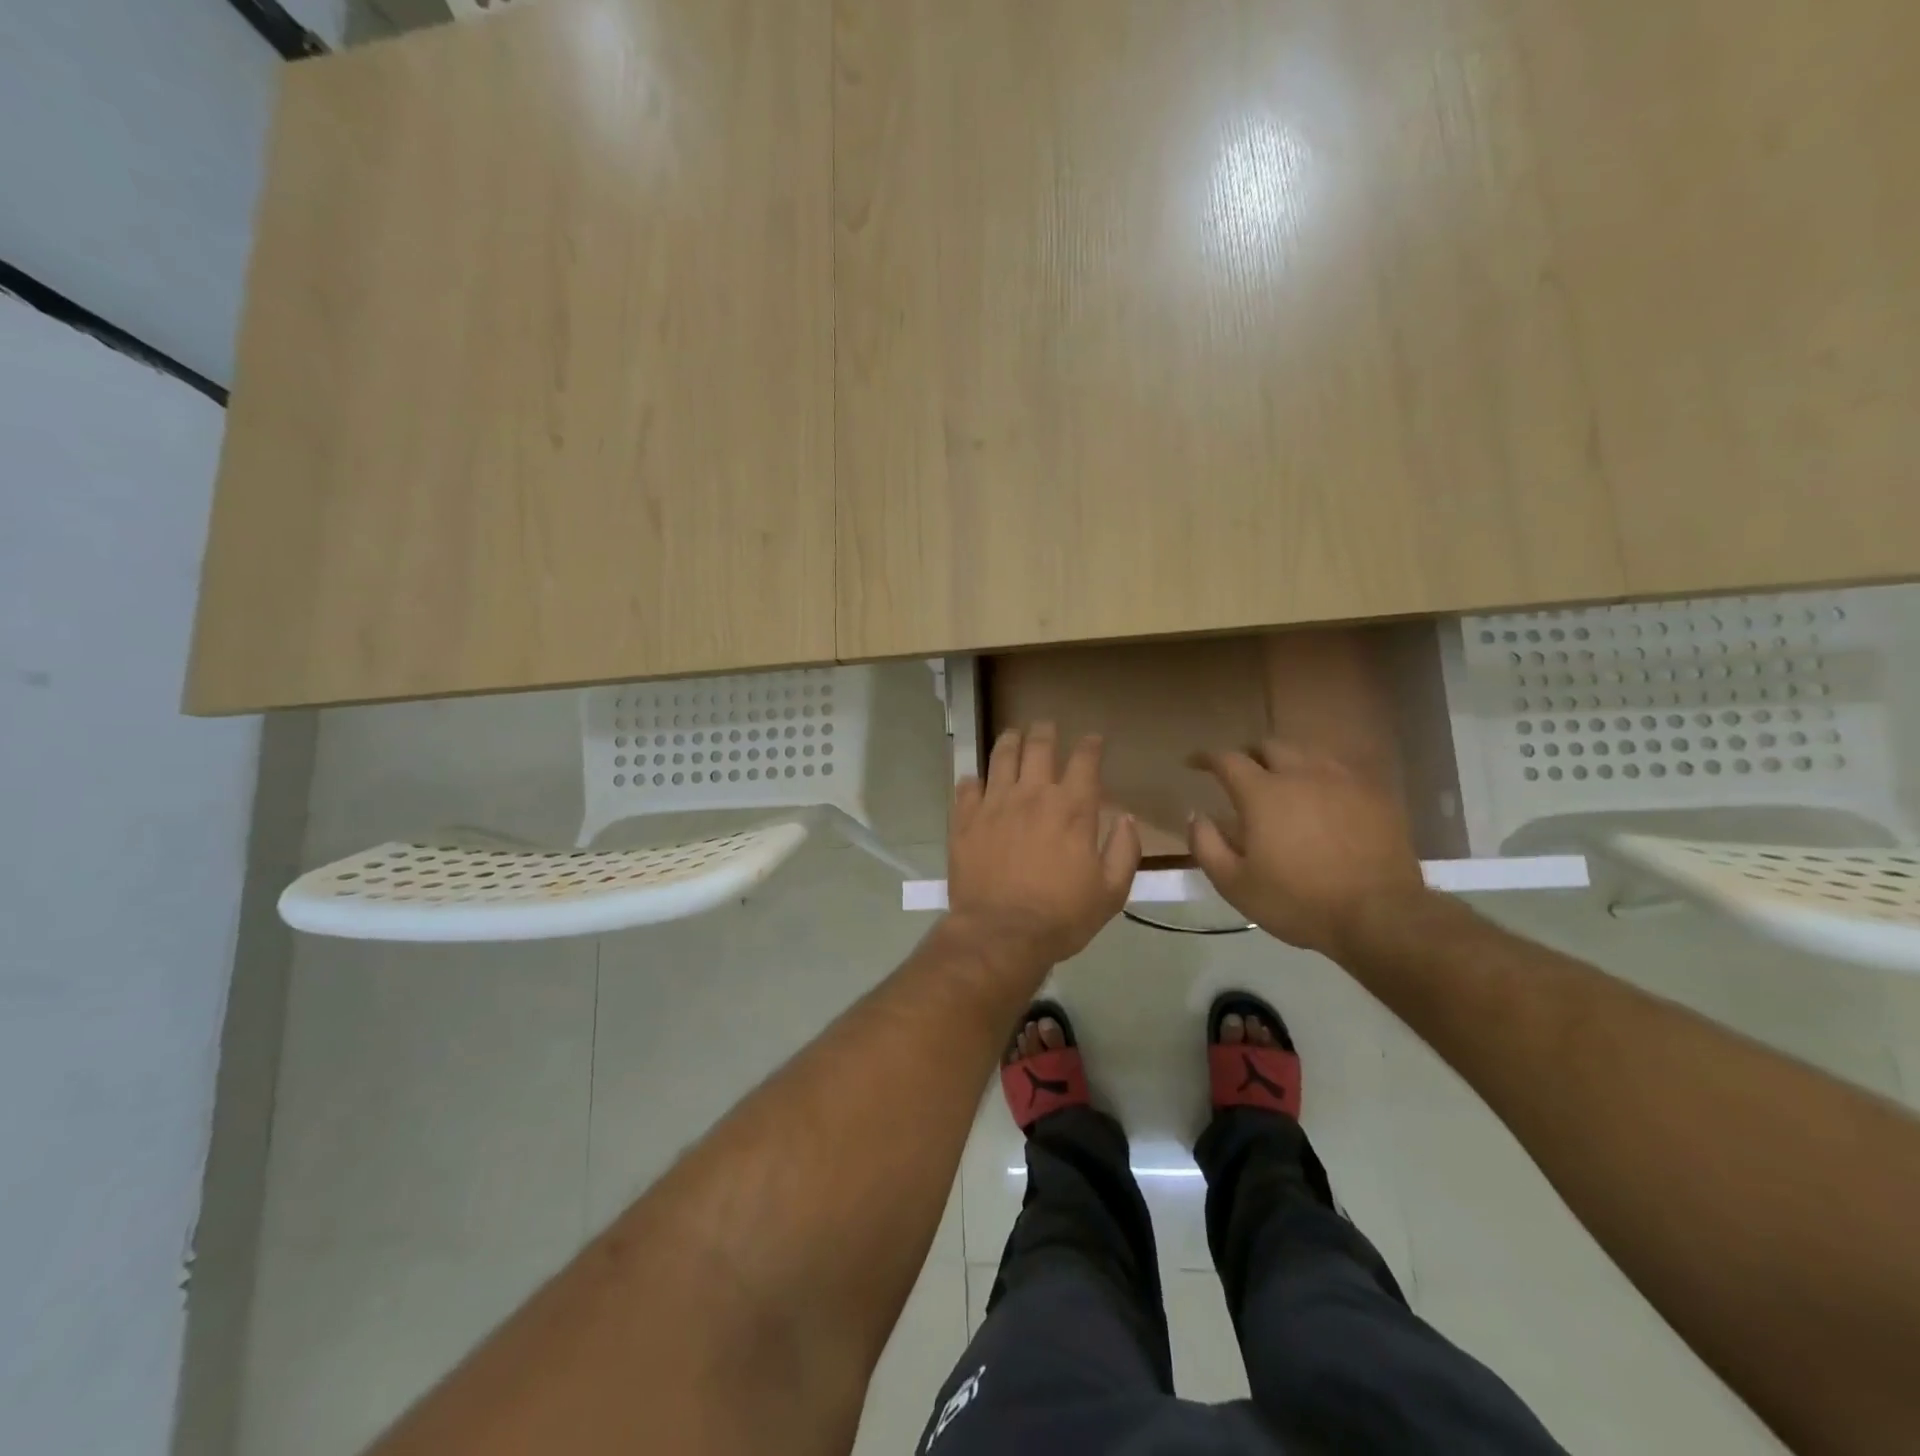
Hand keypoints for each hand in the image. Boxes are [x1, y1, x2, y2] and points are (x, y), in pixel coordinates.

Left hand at [945, 723, 1141, 970]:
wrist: (1001, 934)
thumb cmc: (1062, 916)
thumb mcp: (1111, 892)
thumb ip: (1124, 850)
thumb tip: (1126, 818)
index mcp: (1072, 808)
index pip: (1085, 760)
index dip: (1090, 745)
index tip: (1093, 739)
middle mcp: (1033, 794)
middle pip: (1039, 746)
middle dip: (1046, 731)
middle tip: (1046, 726)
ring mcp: (994, 803)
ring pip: (1001, 756)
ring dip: (1010, 741)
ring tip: (1013, 734)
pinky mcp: (965, 818)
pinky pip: (967, 786)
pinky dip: (973, 780)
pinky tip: (975, 780)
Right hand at [1189, 741, 1428, 956]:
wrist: (1379, 915)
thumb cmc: (1298, 901)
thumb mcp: (1234, 884)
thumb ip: (1206, 844)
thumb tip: (1196, 814)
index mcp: (1262, 793)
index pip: (1226, 759)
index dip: (1206, 758)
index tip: (1194, 763)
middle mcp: (1300, 774)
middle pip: (1269, 746)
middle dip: (1248, 755)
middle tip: (1241, 773)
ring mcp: (1342, 780)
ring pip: (1307, 753)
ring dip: (1286, 762)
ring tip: (1282, 781)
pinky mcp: (1375, 794)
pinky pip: (1340, 770)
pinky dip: (1321, 776)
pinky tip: (1322, 795)